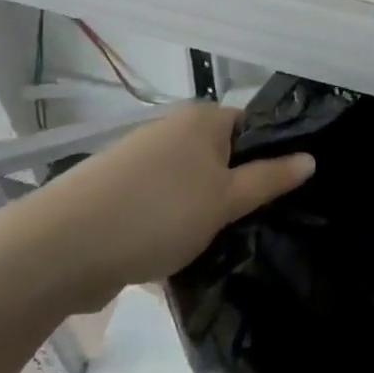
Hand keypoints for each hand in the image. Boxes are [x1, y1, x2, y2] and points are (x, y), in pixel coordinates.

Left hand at [33, 103, 314, 305]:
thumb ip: (270, 178)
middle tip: (260, 223)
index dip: (273, 155)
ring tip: (224, 243)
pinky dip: (176, 223)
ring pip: (193, 183)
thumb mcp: (226, 199)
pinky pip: (164, 203)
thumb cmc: (159, 213)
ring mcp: (141, 161)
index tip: (286, 192)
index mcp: (202, 119)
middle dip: (239, 188)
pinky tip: (183, 253)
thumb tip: (311, 158)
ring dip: (207, 210)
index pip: (253, 127)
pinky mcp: (119, 193)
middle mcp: (172, 130)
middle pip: (223, 155)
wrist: (62, 247)